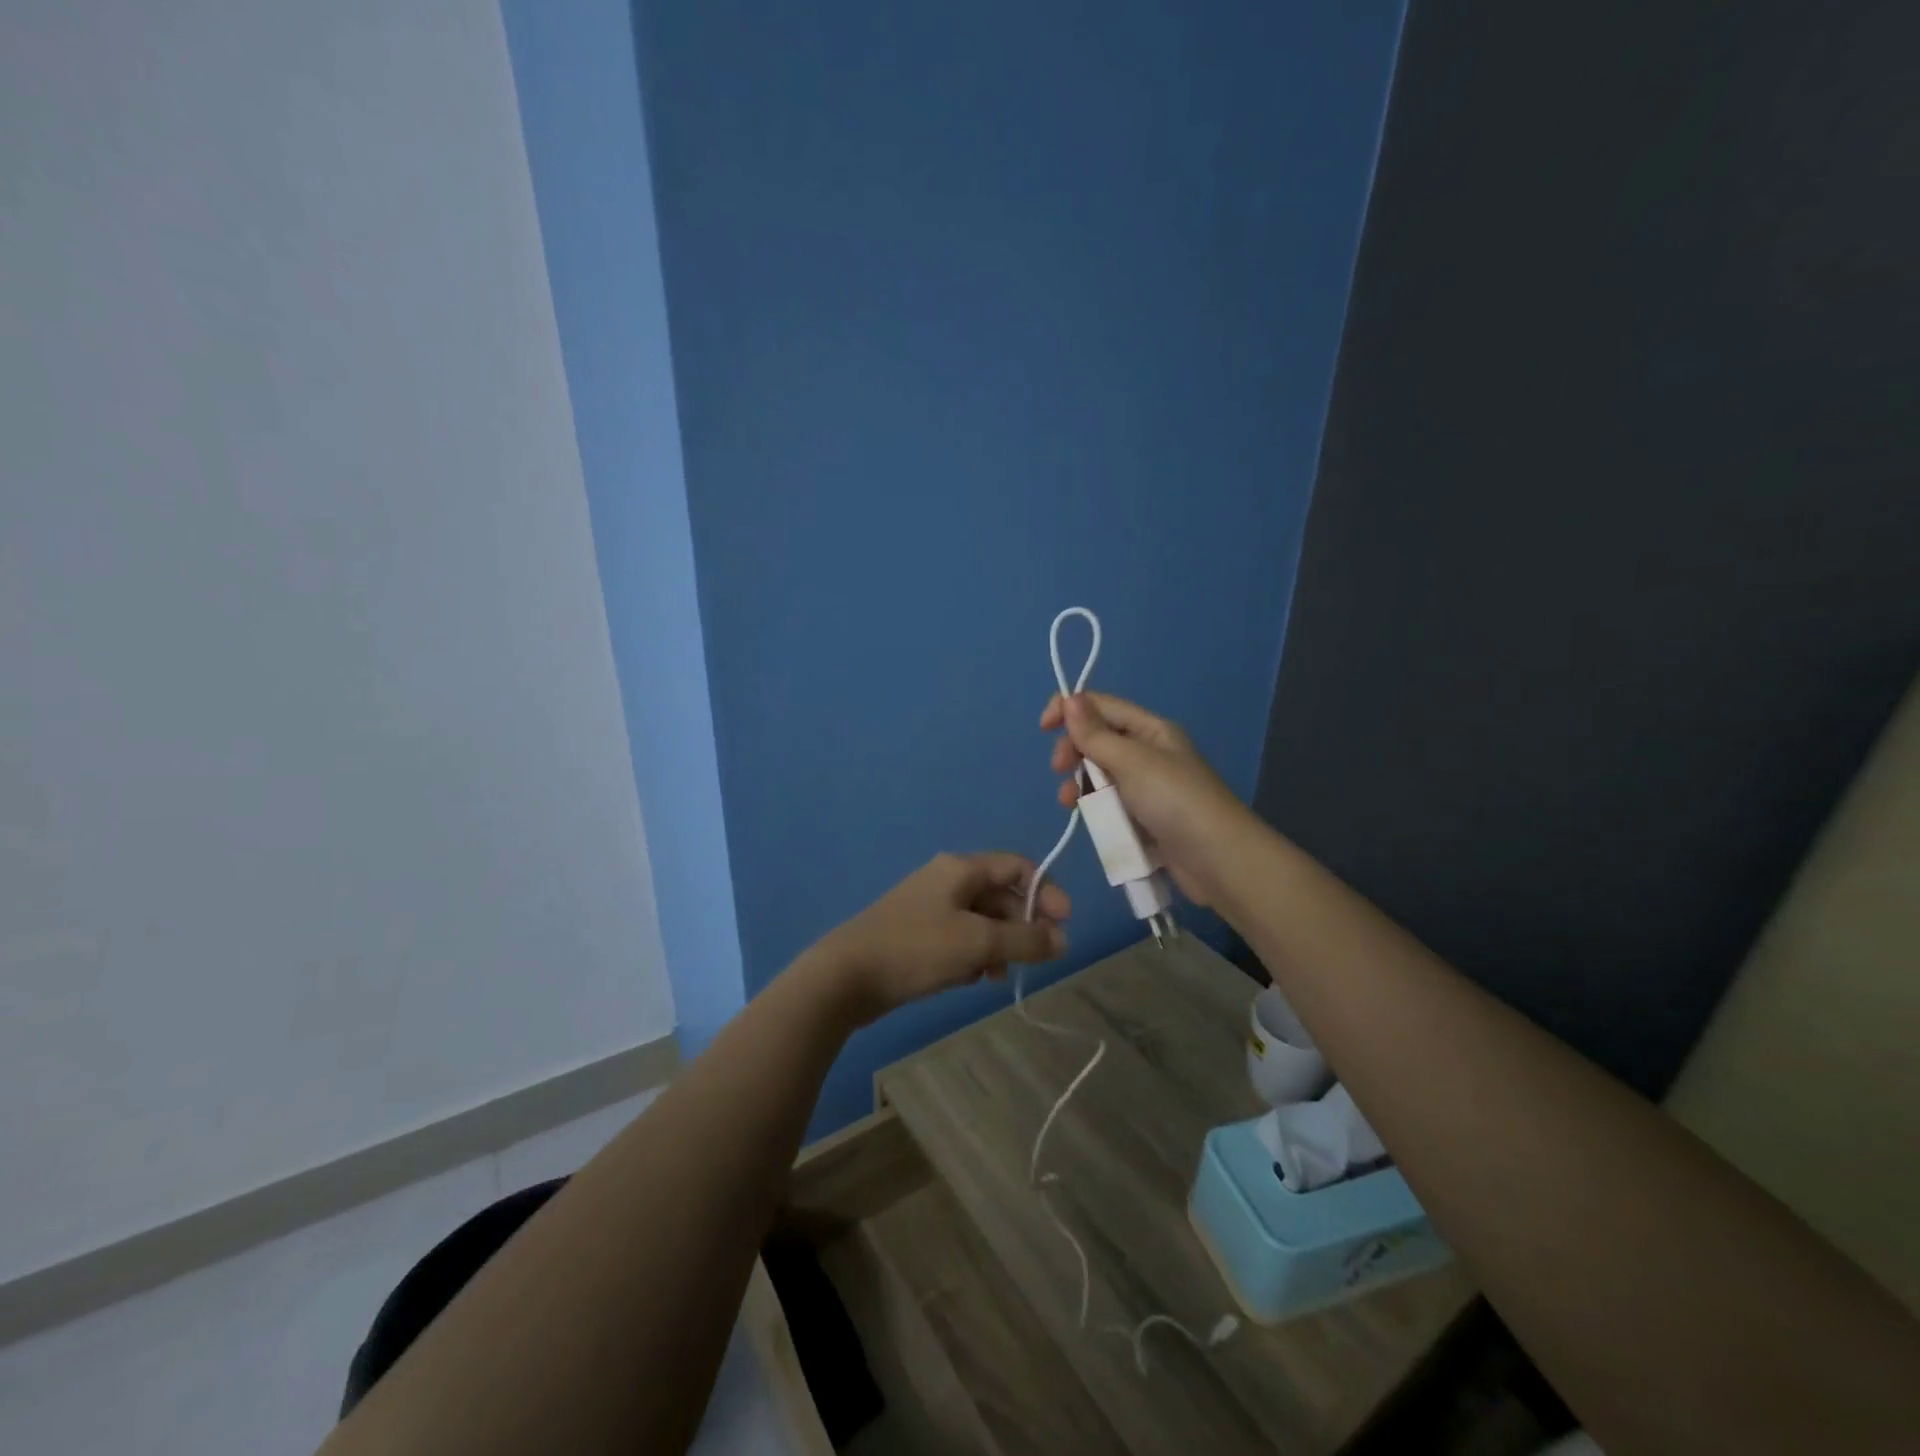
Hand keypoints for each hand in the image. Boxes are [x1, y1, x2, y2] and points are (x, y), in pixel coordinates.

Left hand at [810, 853, 1069, 1024]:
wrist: (847, 975)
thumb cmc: (917, 948)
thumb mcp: (978, 942)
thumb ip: (1025, 940)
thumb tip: (1063, 940)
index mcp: (961, 868)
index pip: (1017, 866)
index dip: (1046, 891)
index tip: (1064, 924)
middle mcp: (947, 880)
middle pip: (1001, 895)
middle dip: (1023, 926)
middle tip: (1037, 960)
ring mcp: (930, 907)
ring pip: (981, 921)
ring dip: (999, 945)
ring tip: (1000, 976)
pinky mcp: (918, 934)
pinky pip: (960, 938)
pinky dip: (974, 956)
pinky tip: (971, 980)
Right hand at [1041, 692, 1248, 906]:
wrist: (1217, 861)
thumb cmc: (1175, 802)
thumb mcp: (1132, 762)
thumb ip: (1097, 734)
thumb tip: (1070, 699)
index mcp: (1151, 730)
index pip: (1102, 706)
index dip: (1070, 710)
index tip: (1044, 728)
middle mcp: (1148, 753)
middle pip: (1098, 740)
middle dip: (1074, 751)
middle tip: (1060, 770)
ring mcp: (1146, 787)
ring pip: (1099, 774)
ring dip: (1080, 783)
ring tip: (1069, 801)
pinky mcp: (1142, 818)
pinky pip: (1109, 803)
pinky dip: (1094, 806)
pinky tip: (1086, 818)